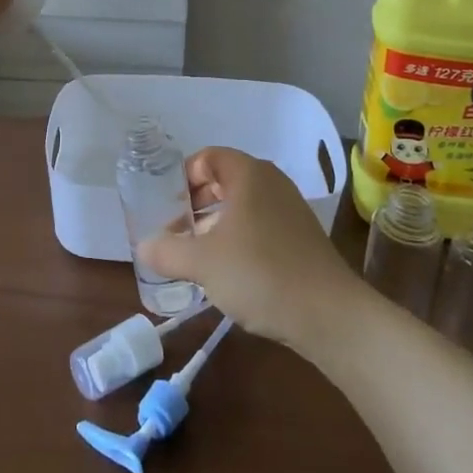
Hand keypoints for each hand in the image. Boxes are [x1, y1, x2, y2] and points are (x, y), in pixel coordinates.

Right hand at [136, 147, 363, 351]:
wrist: (329, 315)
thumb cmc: (260, 274)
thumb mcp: (202, 263)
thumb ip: (167, 251)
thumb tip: (143, 246)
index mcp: (249, 174)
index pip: (208, 157)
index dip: (183, 176)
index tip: (166, 205)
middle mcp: (272, 182)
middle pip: (225, 179)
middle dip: (196, 201)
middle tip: (176, 229)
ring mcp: (290, 208)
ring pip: (243, 204)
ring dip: (216, 222)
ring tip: (196, 252)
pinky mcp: (301, 236)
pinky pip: (260, 223)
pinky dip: (239, 236)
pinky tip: (229, 270)